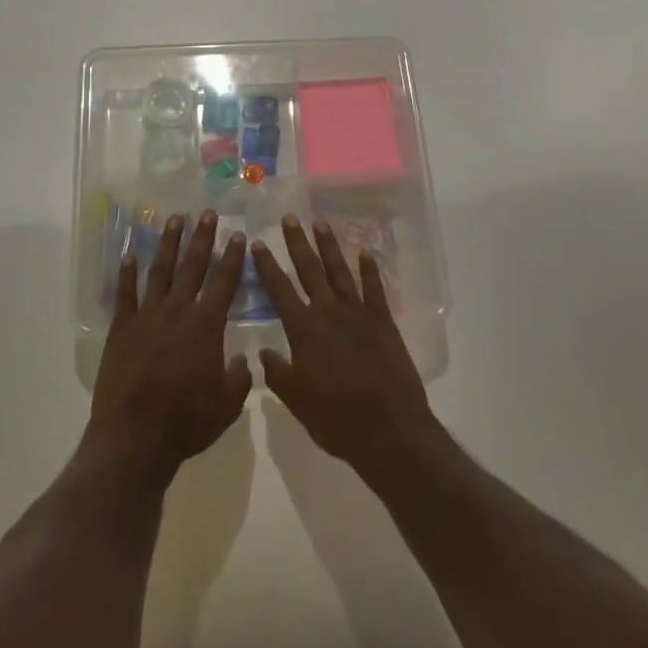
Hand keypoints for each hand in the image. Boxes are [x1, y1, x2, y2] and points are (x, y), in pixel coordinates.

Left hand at [88, 210, 252, 480]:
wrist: (135, 436)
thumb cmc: (187, 422)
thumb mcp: (227, 405)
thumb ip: (239, 377)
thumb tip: (243, 360)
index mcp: (206, 326)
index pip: (224, 283)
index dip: (233, 258)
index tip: (238, 235)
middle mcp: (177, 312)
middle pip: (192, 267)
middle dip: (202, 238)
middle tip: (207, 213)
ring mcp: (146, 317)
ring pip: (160, 272)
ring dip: (169, 244)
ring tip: (174, 220)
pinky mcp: (121, 329)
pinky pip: (125, 294)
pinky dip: (127, 273)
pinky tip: (130, 254)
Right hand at [251, 215, 437, 476]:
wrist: (388, 430)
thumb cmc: (336, 419)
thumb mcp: (296, 400)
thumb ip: (278, 373)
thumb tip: (264, 351)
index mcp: (303, 330)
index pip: (279, 290)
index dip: (267, 266)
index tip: (258, 243)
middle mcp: (329, 313)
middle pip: (309, 270)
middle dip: (297, 243)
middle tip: (289, 217)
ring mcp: (359, 315)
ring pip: (340, 272)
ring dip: (329, 246)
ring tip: (320, 222)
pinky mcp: (383, 322)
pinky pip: (374, 290)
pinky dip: (370, 270)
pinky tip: (365, 252)